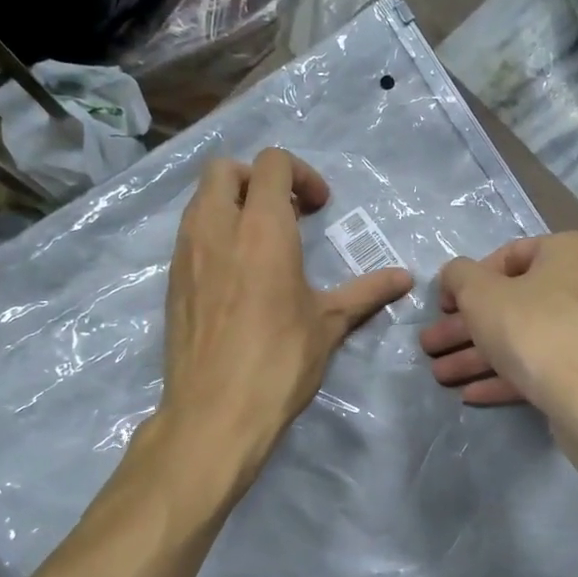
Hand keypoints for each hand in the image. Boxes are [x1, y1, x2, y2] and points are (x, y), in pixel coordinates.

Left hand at [160, 148, 412, 469]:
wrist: (215, 412)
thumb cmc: (279, 363)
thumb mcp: (329, 324)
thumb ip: (366, 292)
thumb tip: (406, 278)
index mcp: (262, 230)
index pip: (271, 164)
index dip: (300, 174)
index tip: (318, 208)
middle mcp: (216, 229)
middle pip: (224, 169)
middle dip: (256, 178)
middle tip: (285, 214)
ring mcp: (186, 254)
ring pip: (200, 200)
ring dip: (231, 204)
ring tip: (261, 243)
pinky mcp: (172, 281)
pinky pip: (189, 235)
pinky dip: (212, 234)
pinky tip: (237, 275)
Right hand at [419, 232, 577, 411]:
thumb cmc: (533, 328)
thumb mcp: (479, 293)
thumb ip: (458, 276)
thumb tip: (456, 277)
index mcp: (570, 253)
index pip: (510, 255)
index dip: (469, 280)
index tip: (445, 305)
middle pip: (515, 304)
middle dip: (466, 328)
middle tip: (432, 345)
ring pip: (526, 339)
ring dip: (478, 357)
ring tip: (441, 376)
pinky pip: (545, 367)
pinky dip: (508, 377)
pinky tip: (472, 395)